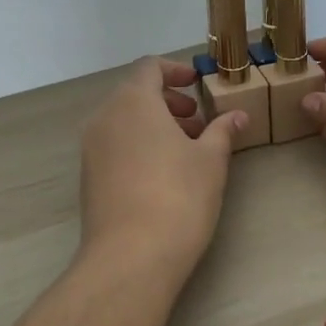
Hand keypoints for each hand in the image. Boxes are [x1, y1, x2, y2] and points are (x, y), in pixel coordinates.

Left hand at [78, 58, 244, 282]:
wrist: (130, 258)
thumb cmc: (178, 196)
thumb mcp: (211, 160)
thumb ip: (222, 131)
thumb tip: (237, 115)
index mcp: (133, 101)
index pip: (149, 67)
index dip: (175, 70)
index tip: (197, 84)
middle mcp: (105, 117)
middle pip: (135, 94)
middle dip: (168, 102)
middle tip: (198, 121)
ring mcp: (91, 149)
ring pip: (123, 121)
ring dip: (154, 125)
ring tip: (186, 150)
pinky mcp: (88, 178)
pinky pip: (114, 146)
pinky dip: (137, 145)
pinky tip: (163, 175)